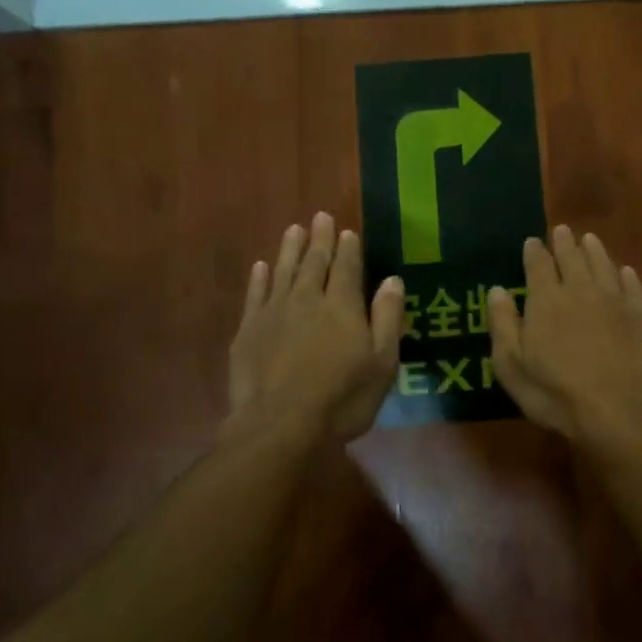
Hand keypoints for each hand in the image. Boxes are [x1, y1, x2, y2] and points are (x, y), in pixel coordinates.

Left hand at [229, 212, 404, 445]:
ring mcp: (274, 313)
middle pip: (315, 262)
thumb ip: (387, 318)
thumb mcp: (382, 362)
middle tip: (320, 216)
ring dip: (290, 249)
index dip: (348, 248)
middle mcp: (308, 299)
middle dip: (320, 238)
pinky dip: (259, 278)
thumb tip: (393, 279)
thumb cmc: (342, 398)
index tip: (347, 230)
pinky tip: (261, 266)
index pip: (347, 268)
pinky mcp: (248, 331)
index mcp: (343, 306)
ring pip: (284, 271)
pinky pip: (255, 294)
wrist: (281, 425)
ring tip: (293, 229)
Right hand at [486, 226, 641, 443]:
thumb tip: (497, 290)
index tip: (532, 241)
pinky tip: (625, 271)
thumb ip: (503, 324)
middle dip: (565, 243)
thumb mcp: (512, 366)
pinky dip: (626, 275)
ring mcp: (614, 300)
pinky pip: (632, 286)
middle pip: (572, 258)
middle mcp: (580, 290)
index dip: (534, 251)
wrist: (620, 409)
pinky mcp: (641, 315)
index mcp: (546, 300)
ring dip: (594, 250)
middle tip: (562, 231)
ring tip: (589, 239)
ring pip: (603, 265)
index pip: (538, 265)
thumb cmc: (556, 393)